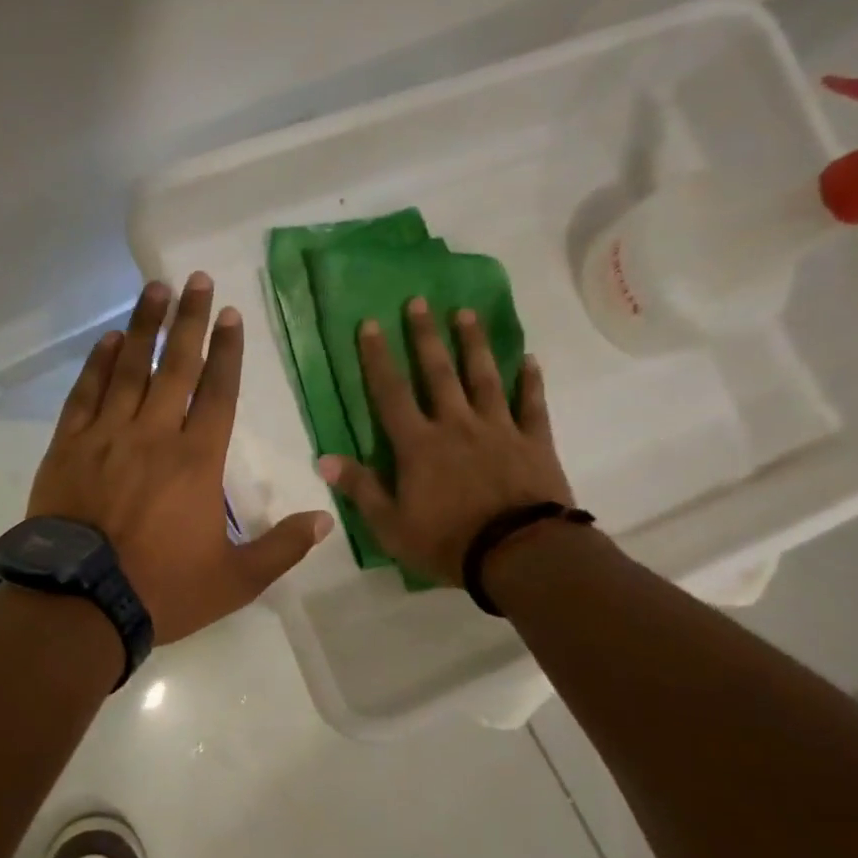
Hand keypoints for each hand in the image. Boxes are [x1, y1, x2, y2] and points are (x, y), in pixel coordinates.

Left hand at [29, 274, 331, 643]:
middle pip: (175, 366)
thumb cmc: (161, 590)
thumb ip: (281, 548)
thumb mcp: (234, 580)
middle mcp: (154, 435)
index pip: (218, 392)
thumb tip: (326, 520)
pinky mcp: (69, 446)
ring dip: (144, 326)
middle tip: (196, 280)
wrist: (79, 602)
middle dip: (189, 320)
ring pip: (130, 369)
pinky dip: (99, 364)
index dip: (227, 350)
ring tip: (155, 289)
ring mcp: (107, 436)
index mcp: (197, 461)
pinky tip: (110, 339)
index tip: (230, 314)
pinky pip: (86, 394)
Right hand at [319, 298, 575, 585]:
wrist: (519, 555)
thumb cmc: (448, 542)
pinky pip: (531, 404)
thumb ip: (361, 489)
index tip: (370, 324)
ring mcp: (498, 429)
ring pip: (483, 377)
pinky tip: (529, 359)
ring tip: (466, 314)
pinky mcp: (533, 441)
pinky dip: (530, 381)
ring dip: (473, 344)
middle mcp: (456, 425)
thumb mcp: (391, 526)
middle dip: (425, 336)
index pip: (391, 393)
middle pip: (438, 373)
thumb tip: (324, 459)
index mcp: (418, 445)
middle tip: (419, 301)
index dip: (377, 358)